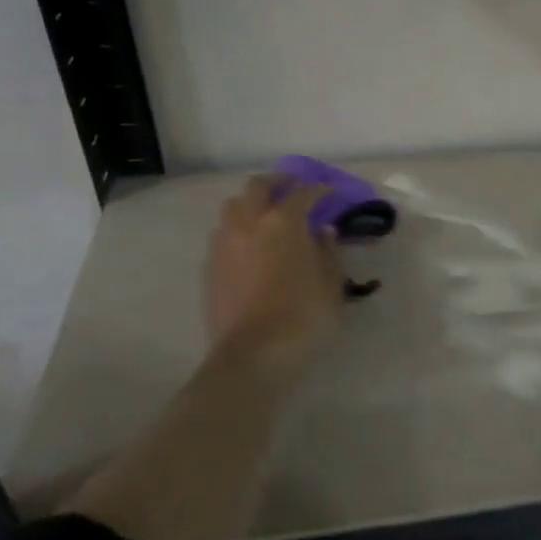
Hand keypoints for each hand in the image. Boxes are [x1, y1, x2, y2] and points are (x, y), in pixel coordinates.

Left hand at [203, 176, 345, 372]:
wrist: (252, 356)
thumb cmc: (303, 318)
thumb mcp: (331, 286)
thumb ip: (328, 253)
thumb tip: (323, 231)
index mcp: (284, 222)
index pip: (302, 193)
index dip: (318, 190)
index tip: (330, 192)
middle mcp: (249, 223)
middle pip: (258, 187)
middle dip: (277, 183)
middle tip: (292, 188)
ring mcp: (224, 244)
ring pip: (233, 207)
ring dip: (251, 203)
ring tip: (265, 214)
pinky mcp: (209, 268)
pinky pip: (223, 233)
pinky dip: (239, 229)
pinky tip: (250, 245)